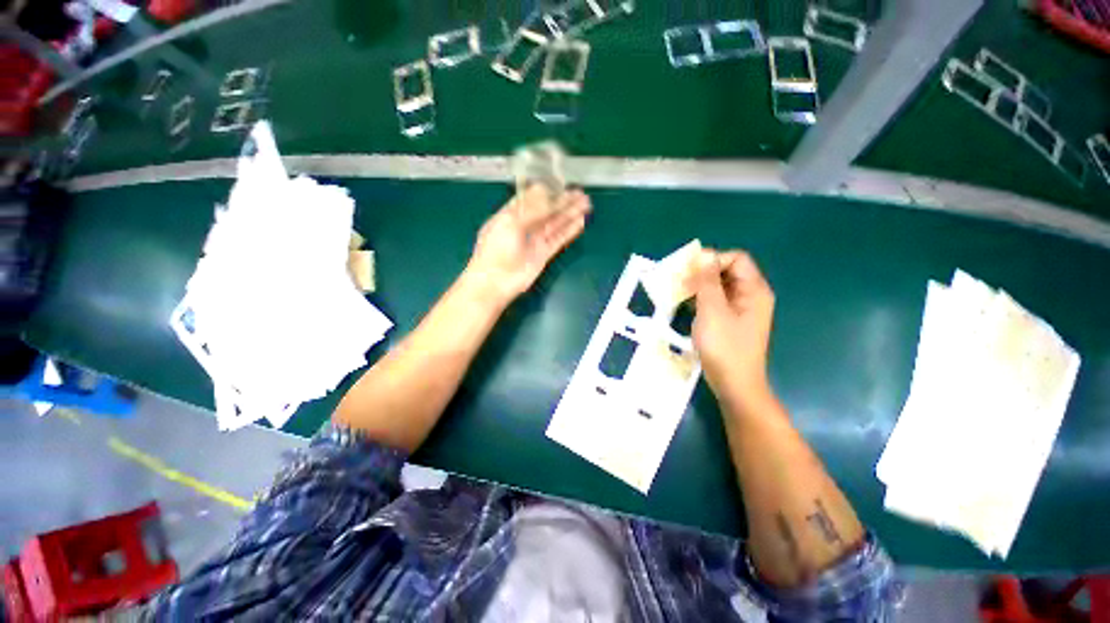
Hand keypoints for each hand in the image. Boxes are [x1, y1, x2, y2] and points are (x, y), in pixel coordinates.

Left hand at [466, 185, 590, 304]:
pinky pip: (559, 239)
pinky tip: (580, 222)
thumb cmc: (496, 249)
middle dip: (563, 201)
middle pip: (547, 210)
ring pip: (556, 224)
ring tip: (586, 204)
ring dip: (570, 214)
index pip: (531, 198)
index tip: (561, 184)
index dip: (547, 191)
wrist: (495, 282)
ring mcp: (535, 240)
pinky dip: (570, 231)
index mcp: (511, 214)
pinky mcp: (544, 254)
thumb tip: (546, 194)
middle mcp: (524, 226)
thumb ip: (530, 209)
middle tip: (580, 194)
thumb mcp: (510, 222)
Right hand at [691, 250, 775, 408]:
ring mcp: (741, 310)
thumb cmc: (725, 347)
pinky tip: (685, 304)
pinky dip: (701, 298)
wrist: (735, 385)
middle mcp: (750, 296)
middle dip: (702, 272)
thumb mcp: (713, 311)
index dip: (712, 259)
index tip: (688, 269)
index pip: (736, 259)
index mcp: (754, 290)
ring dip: (699, 285)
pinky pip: (716, 301)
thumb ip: (707, 281)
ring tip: (677, 290)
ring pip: (720, 287)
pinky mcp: (731, 321)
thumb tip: (703, 256)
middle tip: (679, 279)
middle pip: (728, 271)